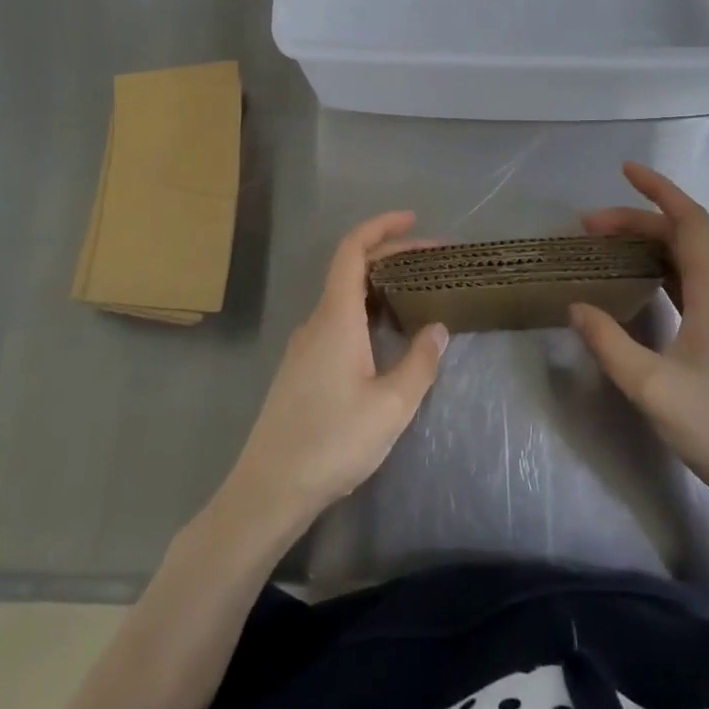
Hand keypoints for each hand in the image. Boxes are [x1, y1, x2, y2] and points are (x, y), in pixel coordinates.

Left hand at [217, 212, 448, 539]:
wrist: (270, 489)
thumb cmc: (332, 442)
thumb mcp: (391, 407)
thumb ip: (419, 363)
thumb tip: (438, 328)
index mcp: (336, 318)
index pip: (352, 251)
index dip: (380, 227)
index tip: (412, 219)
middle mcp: (316, 322)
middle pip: (351, 269)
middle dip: (390, 255)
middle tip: (432, 260)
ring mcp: (305, 345)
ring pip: (344, 296)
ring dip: (379, 284)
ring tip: (416, 291)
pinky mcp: (302, 367)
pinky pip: (337, 320)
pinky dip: (366, 309)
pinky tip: (385, 334)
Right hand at [570, 162, 708, 517]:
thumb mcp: (653, 388)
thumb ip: (610, 344)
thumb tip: (577, 306)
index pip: (689, 222)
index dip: (659, 190)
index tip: (625, 170)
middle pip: (682, 238)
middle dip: (637, 220)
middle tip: (588, 226)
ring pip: (685, 263)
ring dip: (647, 245)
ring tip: (604, 248)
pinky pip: (687, 288)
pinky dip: (657, 273)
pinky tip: (635, 288)